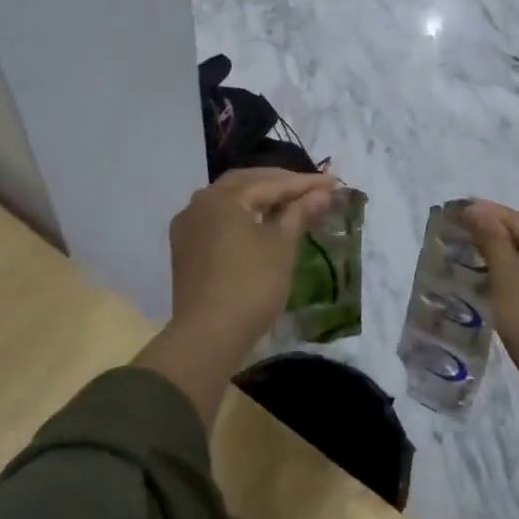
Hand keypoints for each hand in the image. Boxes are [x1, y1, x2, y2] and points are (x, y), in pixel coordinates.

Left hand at [168, 168, 339, 352]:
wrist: (207, 336)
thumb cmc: (251, 286)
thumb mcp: (281, 247)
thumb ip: (300, 214)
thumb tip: (321, 193)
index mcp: (224, 198)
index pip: (272, 183)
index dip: (305, 183)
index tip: (334, 183)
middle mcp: (200, 203)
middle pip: (246, 184)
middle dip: (279, 184)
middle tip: (310, 189)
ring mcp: (188, 226)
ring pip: (229, 201)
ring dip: (259, 198)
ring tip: (288, 204)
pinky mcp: (185, 248)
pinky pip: (218, 219)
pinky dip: (241, 216)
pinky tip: (258, 225)